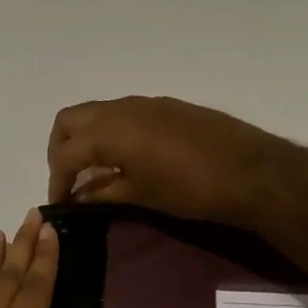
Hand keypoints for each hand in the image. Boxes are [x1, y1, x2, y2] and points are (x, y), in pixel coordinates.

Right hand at [46, 96, 298, 226]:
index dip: (57, 182)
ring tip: (96, 172)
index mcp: (109, 132)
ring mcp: (145, 103)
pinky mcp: (166, 106)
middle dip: (61, 150)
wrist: (250, 171)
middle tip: (70, 179)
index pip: (66, 155)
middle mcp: (120, 109)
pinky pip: (123, 114)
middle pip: (70, 121)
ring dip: (86, 139)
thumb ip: (103, 192)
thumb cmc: (189, 189)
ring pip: (97, 113)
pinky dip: (111, 133)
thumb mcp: (140, 196)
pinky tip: (126, 159)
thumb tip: (79, 196)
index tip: (59, 204)